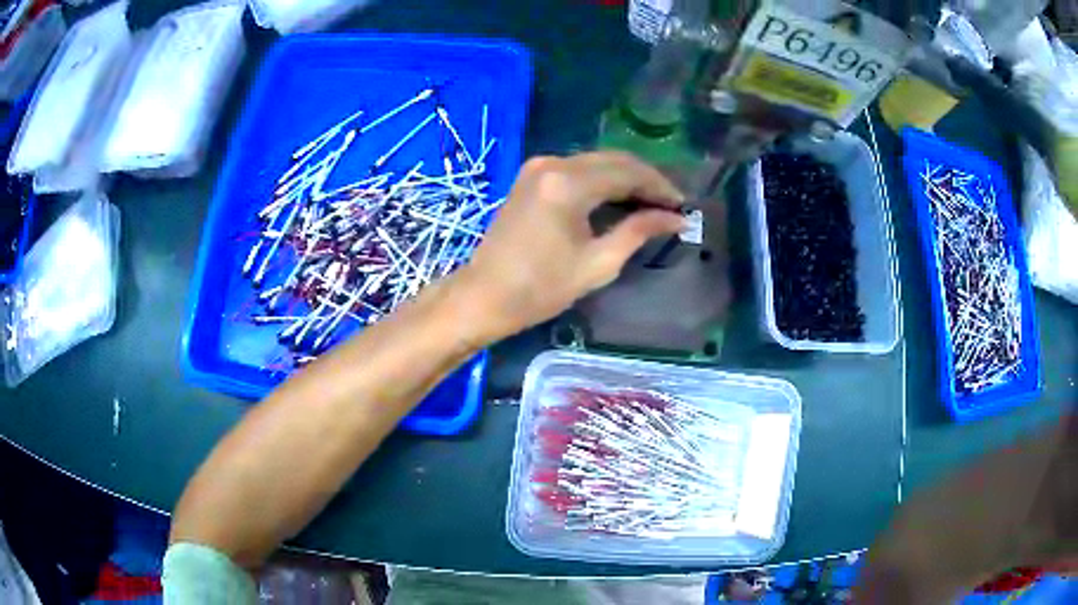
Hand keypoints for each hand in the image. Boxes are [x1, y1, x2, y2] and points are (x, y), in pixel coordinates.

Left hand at [452, 151, 684, 343]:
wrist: (484, 295)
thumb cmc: (541, 288)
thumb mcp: (598, 263)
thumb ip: (639, 231)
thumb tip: (677, 218)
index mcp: (568, 183)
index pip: (628, 172)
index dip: (660, 188)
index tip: (683, 207)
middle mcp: (553, 163)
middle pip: (613, 160)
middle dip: (646, 180)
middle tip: (670, 206)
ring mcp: (538, 166)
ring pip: (596, 162)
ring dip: (625, 179)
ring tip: (650, 205)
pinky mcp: (531, 176)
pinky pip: (577, 169)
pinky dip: (602, 181)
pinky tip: (618, 200)